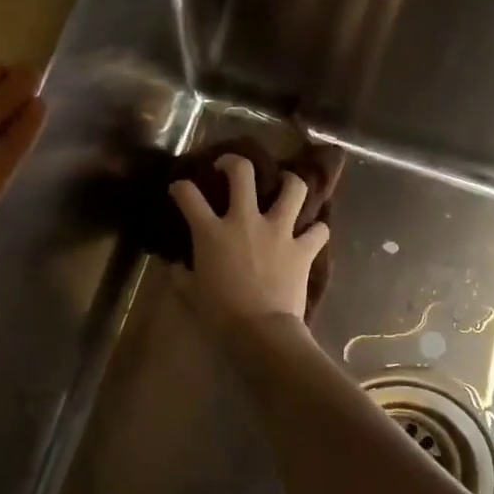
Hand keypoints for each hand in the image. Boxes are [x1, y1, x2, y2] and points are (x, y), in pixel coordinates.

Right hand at [169, 155, 329, 325]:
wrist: (261, 331)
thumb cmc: (220, 313)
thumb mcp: (191, 293)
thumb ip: (181, 275)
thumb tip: (175, 265)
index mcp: (212, 232)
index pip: (188, 195)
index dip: (180, 187)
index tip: (179, 188)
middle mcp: (245, 221)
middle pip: (242, 173)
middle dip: (234, 162)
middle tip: (230, 167)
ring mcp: (278, 231)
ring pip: (292, 189)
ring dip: (289, 182)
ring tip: (285, 184)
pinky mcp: (302, 249)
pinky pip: (318, 230)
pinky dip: (316, 230)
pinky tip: (311, 234)